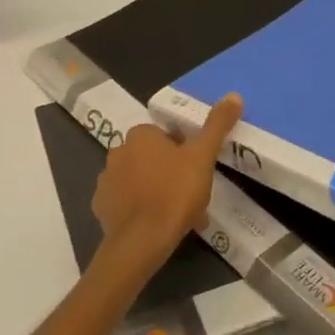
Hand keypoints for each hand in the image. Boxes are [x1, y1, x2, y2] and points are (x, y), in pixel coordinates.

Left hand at [91, 94, 244, 273]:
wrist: (142, 239)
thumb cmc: (175, 193)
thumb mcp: (202, 156)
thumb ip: (216, 125)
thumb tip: (234, 95)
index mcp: (140, 135)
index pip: (165, 135)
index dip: (184, 151)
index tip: (197, 171)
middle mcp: (117, 151)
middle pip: (151, 158)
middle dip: (170, 173)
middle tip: (191, 195)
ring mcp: (105, 180)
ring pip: (138, 181)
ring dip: (155, 191)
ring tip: (178, 215)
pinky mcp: (100, 206)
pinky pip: (124, 203)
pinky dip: (138, 210)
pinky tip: (155, 225)